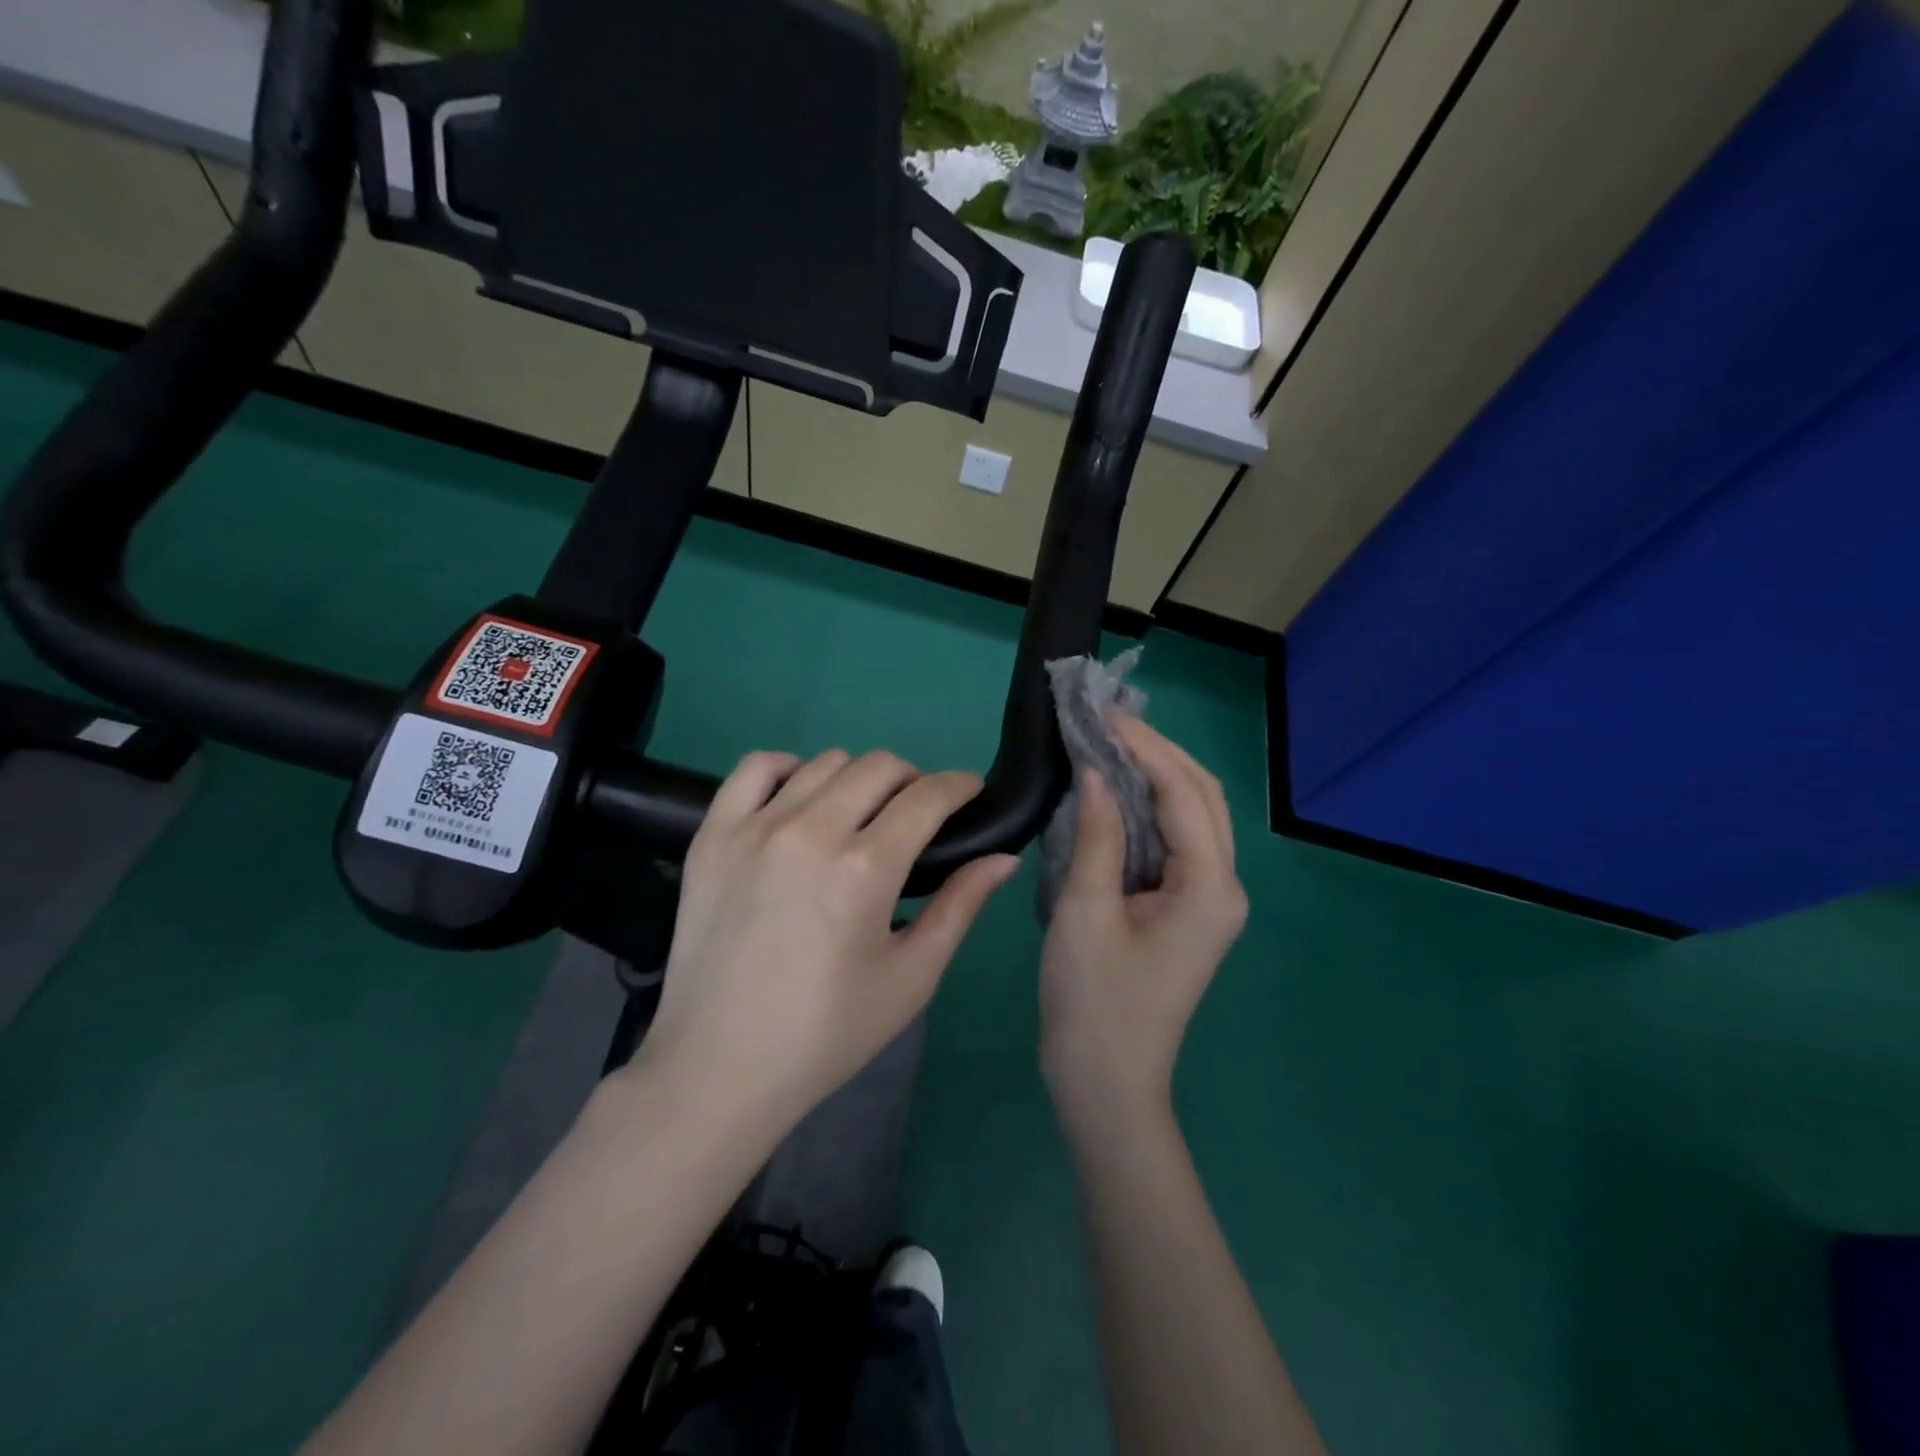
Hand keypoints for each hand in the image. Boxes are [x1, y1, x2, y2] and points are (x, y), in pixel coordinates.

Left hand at [634, 749, 1018, 1142]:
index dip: (959, 785)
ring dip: (858, 777)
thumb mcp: (911, 977)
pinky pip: (755, 768)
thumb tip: (1004, 857)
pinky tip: (800, 797)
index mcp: (865, 869)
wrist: (720, 1065)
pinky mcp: (714, 834)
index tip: (970, 790)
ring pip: (825, 762)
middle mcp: (811, 831)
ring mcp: (755, 827)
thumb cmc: (828, 1031)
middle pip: (879, 767)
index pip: (927, 797)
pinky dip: (787, 768)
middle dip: (914, 780)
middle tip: (916, 813)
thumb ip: (960, 907)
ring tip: (861, 812)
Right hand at [1039, 718, 1247, 1142]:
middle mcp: (1222, 886)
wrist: (1106, 1085)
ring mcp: (1208, 899)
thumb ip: (1096, 836)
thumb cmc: (1093, 1003)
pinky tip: (1115, 790)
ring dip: (1156, 775)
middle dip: (1159, 752)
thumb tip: (1097, 772)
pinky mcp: (1185, 909)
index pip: (1184, 794)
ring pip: (1192, 816)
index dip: (1146, 748)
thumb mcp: (1084, 912)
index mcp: (1209, 887)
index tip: (1104, 714)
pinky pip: (1174, 841)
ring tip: (1111, 741)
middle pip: (1202, 797)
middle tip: (1108, 720)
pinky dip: (1148, 808)